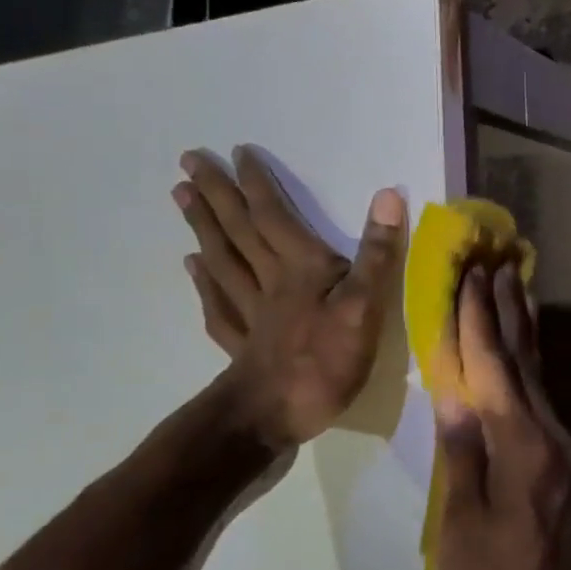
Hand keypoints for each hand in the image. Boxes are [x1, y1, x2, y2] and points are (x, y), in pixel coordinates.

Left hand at [174, 147, 405, 451]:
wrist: (275, 416)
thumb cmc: (325, 361)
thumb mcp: (364, 306)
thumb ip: (377, 253)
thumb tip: (388, 195)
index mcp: (300, 269)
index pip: (274, 217)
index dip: (257, 184)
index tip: (236, 152)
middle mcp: (269, 282)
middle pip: (239, 231)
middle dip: (217, 194)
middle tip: (188, 161)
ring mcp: (251, 312)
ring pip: (223, 259)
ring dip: (203, 226)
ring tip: (182, 198)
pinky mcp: (243, 342)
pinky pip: (219, 302)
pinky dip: (204, 281)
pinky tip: (192, 267)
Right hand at [433, 265, 570, 569]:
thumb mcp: (462, 532)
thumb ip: (462, 458)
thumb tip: (454, 397)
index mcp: (523, 448)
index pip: (494, 369)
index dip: (479, 321)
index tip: (470, 276)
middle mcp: (552, 439)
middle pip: (525, 362)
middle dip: (508, 311)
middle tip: (498, 264)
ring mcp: (567, 455)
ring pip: (540, 380)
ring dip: (524, 334)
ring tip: (515, 292)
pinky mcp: (570, 472)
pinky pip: (544, 405)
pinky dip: (530, 372)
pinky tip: (523, 363)